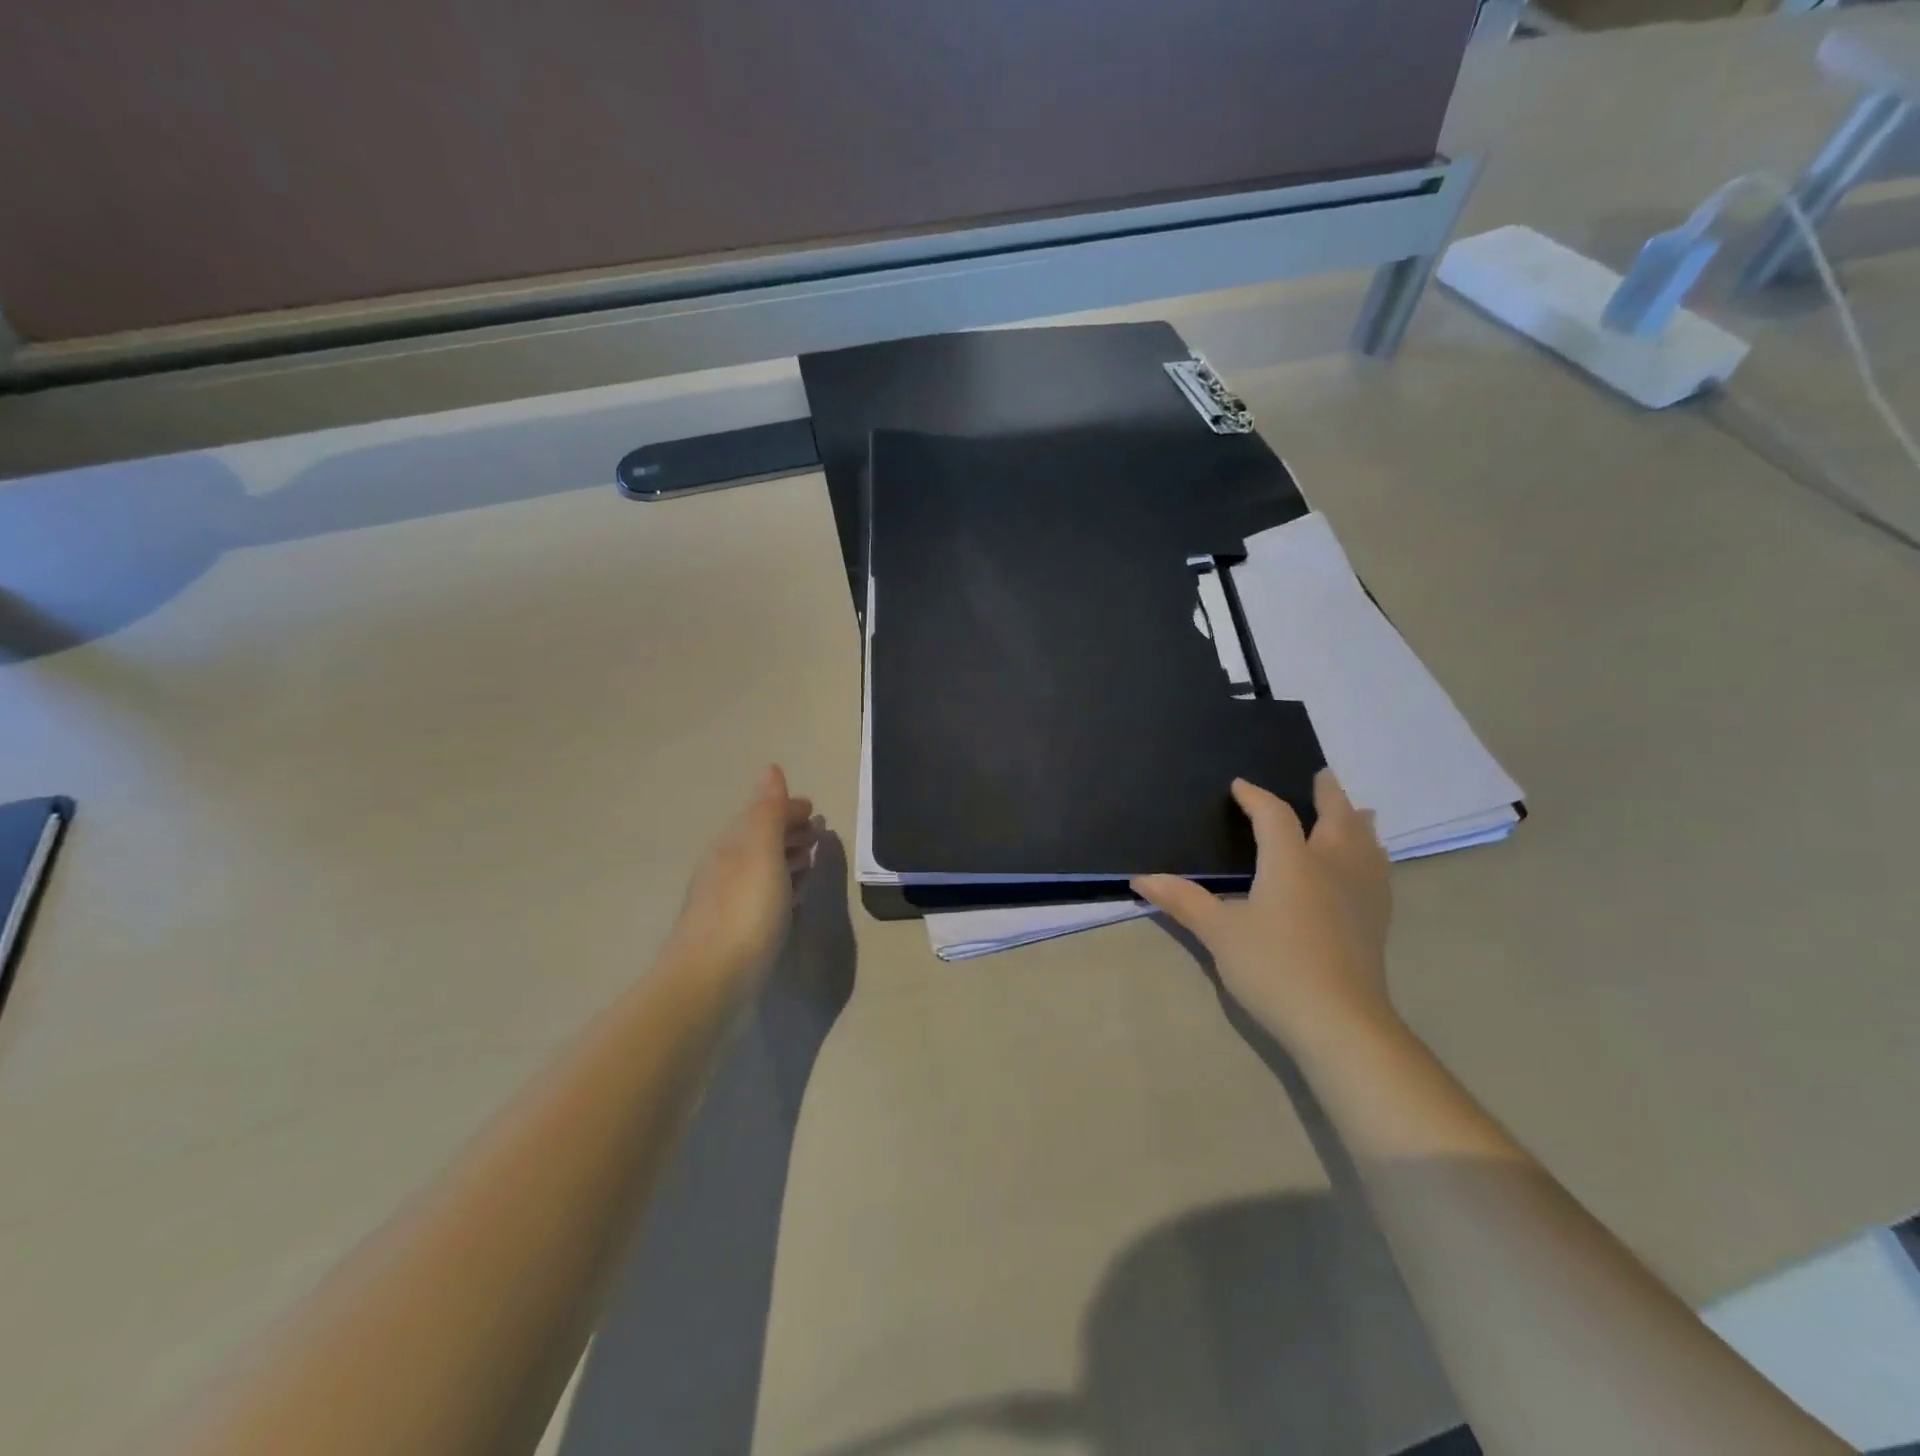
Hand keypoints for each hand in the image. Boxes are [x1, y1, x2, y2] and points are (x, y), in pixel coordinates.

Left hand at [667, 766, 821, 992]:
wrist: (708, 984)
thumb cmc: (743, 912)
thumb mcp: (760, 852)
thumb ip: (768, 811)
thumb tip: (771, 769)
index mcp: (732, 845)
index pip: (762, 814)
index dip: (788, 809)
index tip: (815, 810)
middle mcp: (727, 868)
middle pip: (761, 840)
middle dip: (789, 832)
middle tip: (819, 834)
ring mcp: (729, 902)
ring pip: (763, 869)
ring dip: (787, 859)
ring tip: (811, 861)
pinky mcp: (737, 933)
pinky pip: (765, 897)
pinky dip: (783, 887)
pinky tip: (793, 898)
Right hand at [1133, 771, 1394, 1051]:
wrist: (1338, 1021)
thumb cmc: (1273, 967)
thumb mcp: (1218, 932)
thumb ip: (1182, 900)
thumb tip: (1140, 879)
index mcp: (1291, 861)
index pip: (1274, 815)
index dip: (1256, 797)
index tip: (1240, 787)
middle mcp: (1332, 866)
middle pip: (1336, 818)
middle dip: (1327, 795)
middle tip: (1322, 776)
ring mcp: (1361, 893)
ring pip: (1366, 843)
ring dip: (1357, 822)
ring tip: (1357, 812)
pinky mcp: (1376, 920)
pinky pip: (1379, 871)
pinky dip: (1372, 854)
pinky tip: (1371, 866)